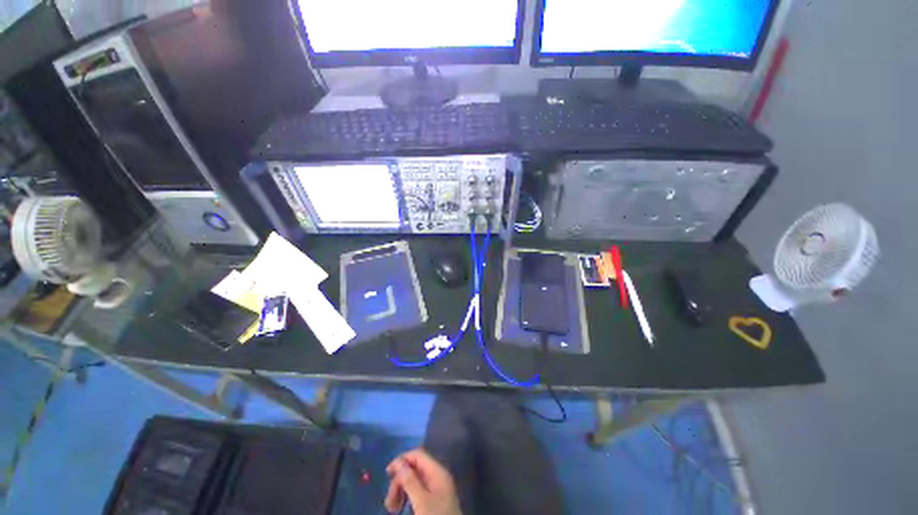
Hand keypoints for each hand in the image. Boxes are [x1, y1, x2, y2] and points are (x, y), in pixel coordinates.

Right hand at [384, 449, 461, 514]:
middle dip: (399, 482)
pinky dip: (407, 498)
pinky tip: (401, 508)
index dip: (402, 460)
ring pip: (415, 482)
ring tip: (392, 509)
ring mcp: (437, 488)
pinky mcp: (435, 500)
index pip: (418, 455)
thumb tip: (399, 462)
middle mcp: (438, 476)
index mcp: (437, 471)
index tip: (387, 474)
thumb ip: (410, 480)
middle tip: (389, 502)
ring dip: (401, 491)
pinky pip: (418, 492)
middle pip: (414, 469)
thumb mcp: (421, 501)